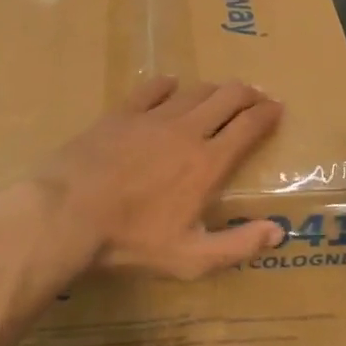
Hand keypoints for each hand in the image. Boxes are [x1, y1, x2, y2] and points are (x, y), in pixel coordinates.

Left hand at [33, 77, 287, 280]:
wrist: (67, 214)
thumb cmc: (131, 241)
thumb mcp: (190, 259)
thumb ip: (238, 246)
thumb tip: (278, 232)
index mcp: (208, 163)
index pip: (249, 126)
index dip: (268, 114)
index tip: (278, 109)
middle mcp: (187, 130)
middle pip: (228, 96)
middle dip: (248, 94)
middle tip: (256, 98)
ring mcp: (153, 117)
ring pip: (195, 90)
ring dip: (214, 90)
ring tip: (220, 95)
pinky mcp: (122, 113)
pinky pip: (153, 88)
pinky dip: (169, 86)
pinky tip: (171, 87)